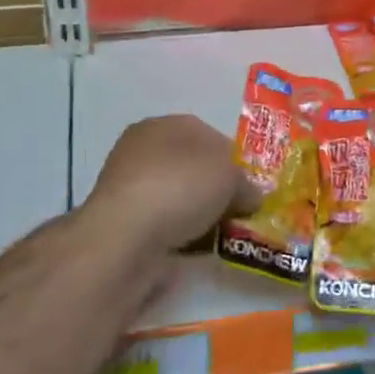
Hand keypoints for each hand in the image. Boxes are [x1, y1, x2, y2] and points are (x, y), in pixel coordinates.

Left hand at [83, 115, 258, 252]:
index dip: (233, 159)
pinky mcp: (123, 224)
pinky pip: (165, 225)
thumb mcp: (229, 176)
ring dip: (200, 215)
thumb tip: (250, 197)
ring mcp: (130, 188)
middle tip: (239, 211)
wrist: (126, 238)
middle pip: (193, 168)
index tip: (249, 186)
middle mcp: (142, 151)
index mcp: (163, 125)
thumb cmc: (180, 187)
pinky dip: (182, 235)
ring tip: (223, 234)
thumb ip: (246, 183)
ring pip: (179, 198)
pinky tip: (197, 248)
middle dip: (216, 189)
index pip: (208, 135)